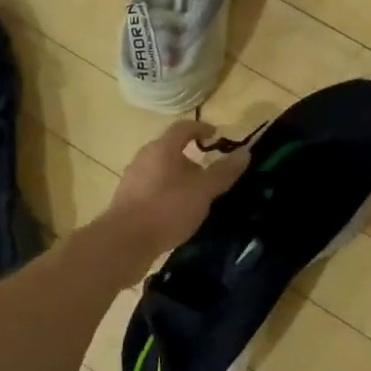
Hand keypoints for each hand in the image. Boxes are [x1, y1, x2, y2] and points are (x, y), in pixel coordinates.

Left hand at [103, 119, 252, 261]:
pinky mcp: (126, 200)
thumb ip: (224, 171)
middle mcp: (144, 157)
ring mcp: (132, 178)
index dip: (202, 128)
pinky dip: (167, 192)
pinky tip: (177, 211)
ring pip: (161, 170)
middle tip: (210, 172)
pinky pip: (152, 188)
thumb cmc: (167, 208)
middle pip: (170, 149)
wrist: (124, 242)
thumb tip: (245, 152)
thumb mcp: (203, 190)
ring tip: (196, 194)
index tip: (217, 136)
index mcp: (162, 148)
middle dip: (192, 157)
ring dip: (179, 177)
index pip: (184, 127)